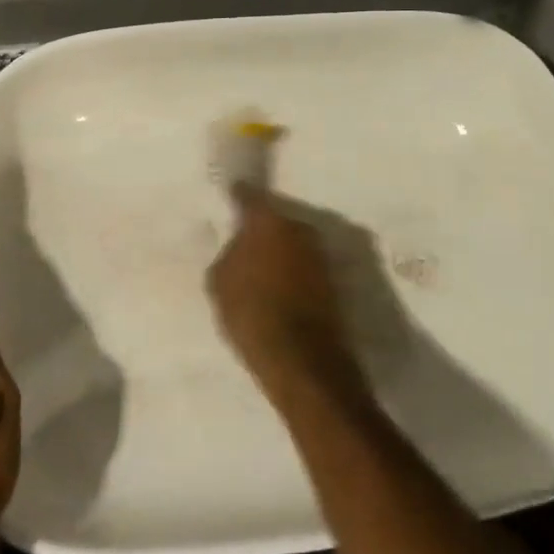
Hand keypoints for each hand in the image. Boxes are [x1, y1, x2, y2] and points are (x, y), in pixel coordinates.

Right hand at [208, 186, 363, 396]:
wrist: (303, 360)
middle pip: (276, 219)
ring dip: (280, 251)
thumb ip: (230, 254)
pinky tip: (280, 287)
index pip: (249, 196)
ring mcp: (320, 253)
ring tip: (262, 270)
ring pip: (293, 242)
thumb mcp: (220, 283)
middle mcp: (299, 227)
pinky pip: (304, 266)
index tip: (232, 193)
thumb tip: (240, 247)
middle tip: (245, 242)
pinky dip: (293, 272)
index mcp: (268, 221)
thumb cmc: (252, 313)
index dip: (239, 195)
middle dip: (262, 229)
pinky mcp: (333, 280)